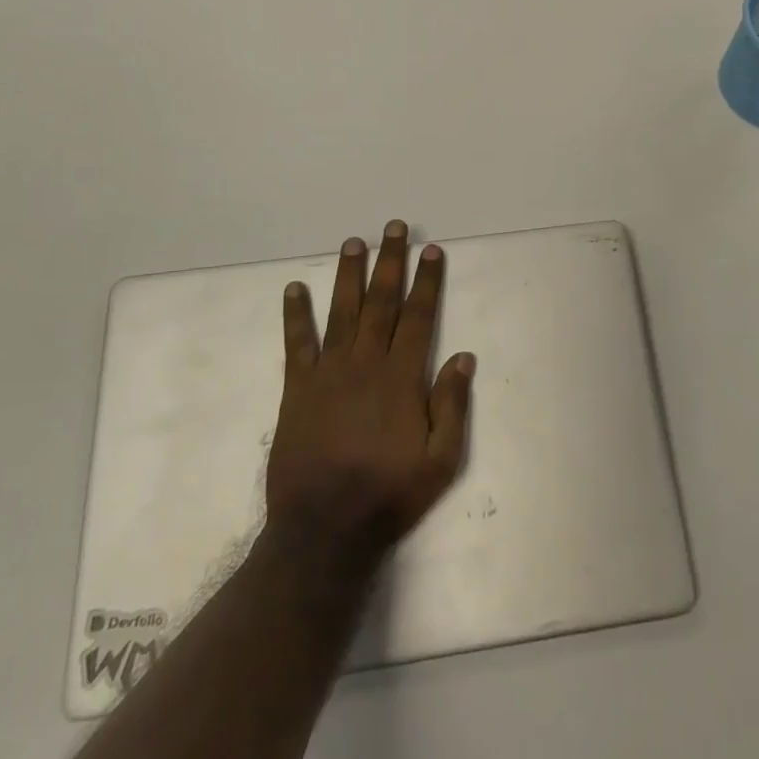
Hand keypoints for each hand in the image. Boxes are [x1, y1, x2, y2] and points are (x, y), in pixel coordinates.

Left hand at [266, 221, 475, 568]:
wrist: (324, 530)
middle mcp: (365, 363)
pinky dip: (295, 315)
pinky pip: (296, 344)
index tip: (432, 251)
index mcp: (401, 377)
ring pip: (341, 312)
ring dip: (349, 275)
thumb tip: (464, 356)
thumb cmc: (389, 495)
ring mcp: (328, 373)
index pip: (418, 316)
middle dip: (390, 262)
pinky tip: (294, 289)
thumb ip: (452, 406)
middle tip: (394, 228)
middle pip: (381, 302)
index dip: (427, 281)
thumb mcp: (440, 461)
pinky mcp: (297, 389)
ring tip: (354, 242)